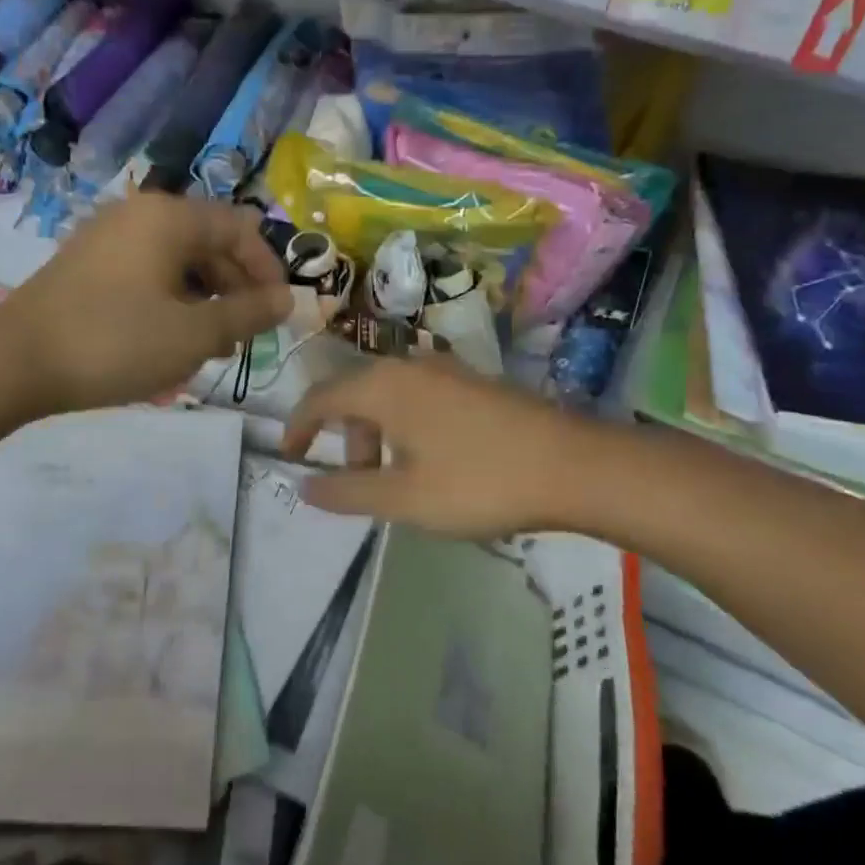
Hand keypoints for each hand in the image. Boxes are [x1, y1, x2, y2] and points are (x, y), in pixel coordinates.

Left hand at [0, 194, 291, 416]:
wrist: (13, 363)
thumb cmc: (114, 342)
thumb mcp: (193, 333)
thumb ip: (248, 313)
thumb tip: (287, 300)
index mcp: (169, 217)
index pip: (240, 229)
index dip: (267, 270)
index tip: (278, 313)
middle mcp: (140, 215)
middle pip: (209, 244)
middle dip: (235, 290)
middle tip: (243, 337)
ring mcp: (109, 238)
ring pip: (178, 262)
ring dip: (204, 301)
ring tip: (210, 348)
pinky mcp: (89, 264)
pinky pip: (147, 274)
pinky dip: (171, 302)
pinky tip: (171, 341)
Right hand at [281, 357, 599, 537]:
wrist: (573, 464)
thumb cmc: (478, 482)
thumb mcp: (404, 498)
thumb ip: (347, 492)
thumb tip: (303, 486)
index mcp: (383, 385)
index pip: (321, 396)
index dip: (299, 426)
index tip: (291, 456)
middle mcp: (409, 365)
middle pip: (356, 395)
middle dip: (347, 439)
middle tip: (362, 485)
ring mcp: (447, 370)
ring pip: (391, 397)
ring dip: (379, 436)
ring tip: (401, 481)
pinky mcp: (475, 382)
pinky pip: (421, 398)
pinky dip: (408, 428)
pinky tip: (436, 463)